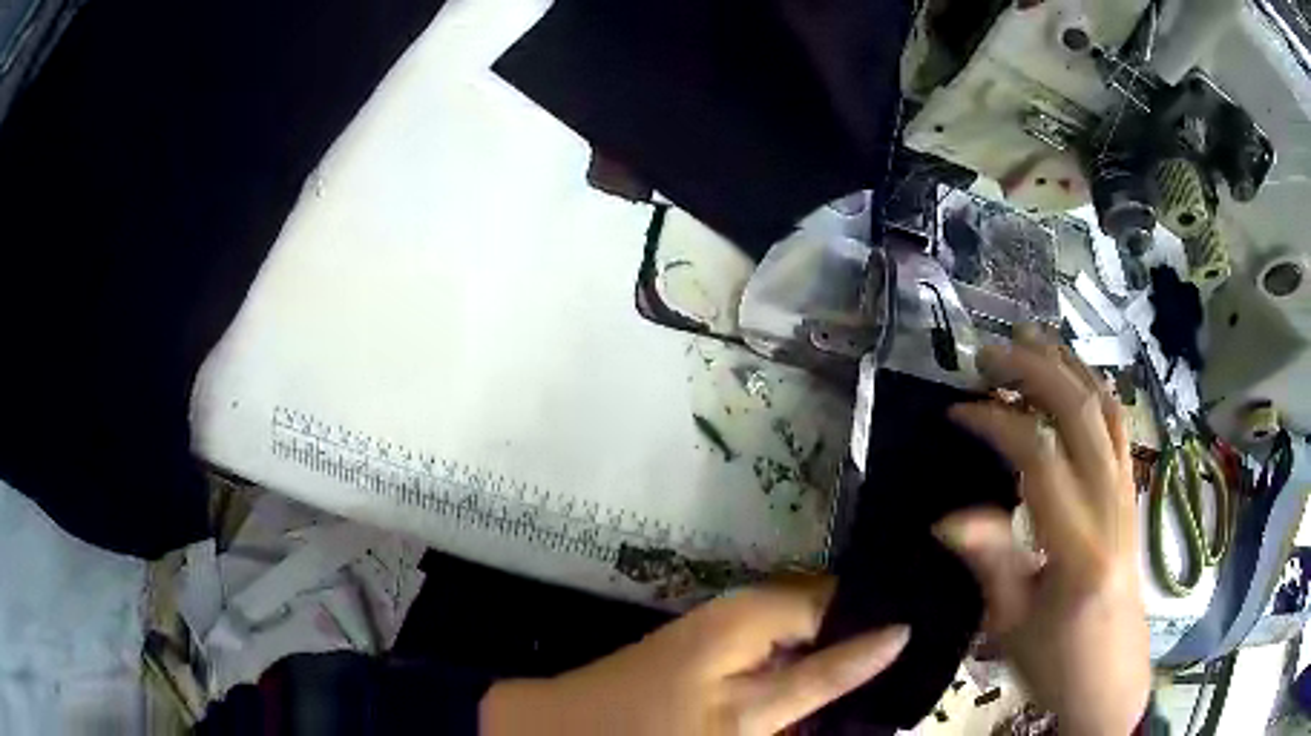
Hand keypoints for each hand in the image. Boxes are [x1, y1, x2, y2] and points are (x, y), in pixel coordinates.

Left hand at [480, 576, 908, 735]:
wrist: (567, 729)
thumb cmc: (654, 726)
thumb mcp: (748, 713)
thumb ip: (821, 678)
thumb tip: (894, 636)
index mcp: (756, 613)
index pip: (845, 598)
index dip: (887, 613)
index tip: (932, 629)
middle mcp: (745, 610)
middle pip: (828, 615)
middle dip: (867, 639)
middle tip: (913, 661)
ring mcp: (727, 631)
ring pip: (804, 637)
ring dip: (835, 657)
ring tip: (884, 675)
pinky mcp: (714, 653)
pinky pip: (775, 654)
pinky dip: (802, 671)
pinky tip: (822, 693)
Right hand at [935, 326, 1150, 735]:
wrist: (1113, 682)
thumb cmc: (1059, 665)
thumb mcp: (1014, 627)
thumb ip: (992, 563)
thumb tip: (946, 516)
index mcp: (1080, 549)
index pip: (1041, 459)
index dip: (998, 423)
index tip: (958, 410)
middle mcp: (1113, 509)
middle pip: (1082, 415)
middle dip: (1034, 371)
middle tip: (988, 353)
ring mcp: (1129, 497)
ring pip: (1107, 410)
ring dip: (1068, 367)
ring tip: (1031, 340)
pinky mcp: (1131, 498)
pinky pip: (1119, 428)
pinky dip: (1093, 391)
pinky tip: (1072, 381)